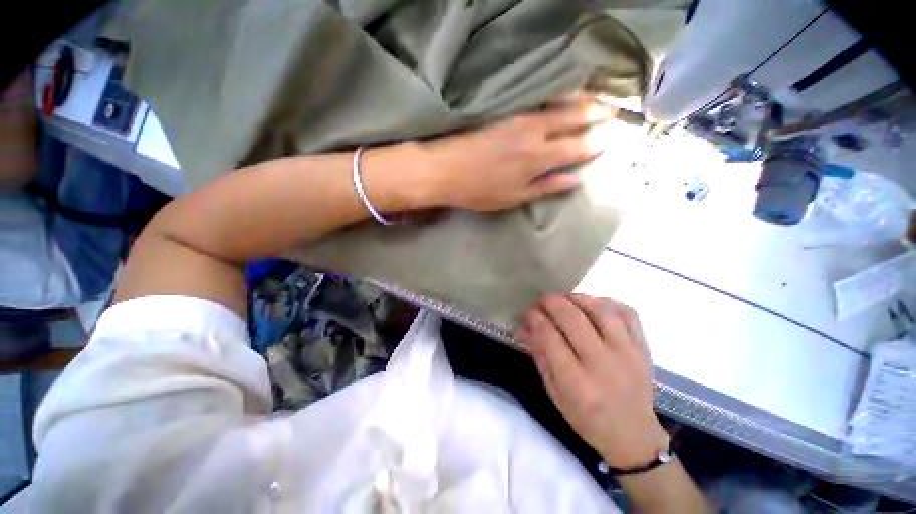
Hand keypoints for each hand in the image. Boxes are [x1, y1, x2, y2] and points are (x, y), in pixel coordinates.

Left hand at [419, 98, 614, 210]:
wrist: (446, 168)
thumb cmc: (479, 190)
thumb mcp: (514, 197)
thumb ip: (545, 187)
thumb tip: (574, 180)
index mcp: (539, 158)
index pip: (577, 147)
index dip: (597, 142)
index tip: (613, 137)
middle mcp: (535, 133)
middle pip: (573, 119)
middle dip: (597, 114)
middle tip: (613, 112)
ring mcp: (520, 119)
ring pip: (559, 105)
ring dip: (581, 102)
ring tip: (597, 101)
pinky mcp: (506, 114)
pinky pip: (540, 103)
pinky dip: (558, 99)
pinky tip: (563, 100)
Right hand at [523, 294, 667, 468]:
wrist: (632, 435)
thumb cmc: (586, 418)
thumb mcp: (554, 393)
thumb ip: (540, 356)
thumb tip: (526, 326)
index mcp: (577, 383)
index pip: (550, 337)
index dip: (536, 318)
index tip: (529, 312)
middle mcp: (603, 365)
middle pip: (573, 319)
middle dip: (552, 302)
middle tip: (542, 300)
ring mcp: (628, 354)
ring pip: (600, 311)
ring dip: (577, 298)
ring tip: (565, 299)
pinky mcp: (643, 349)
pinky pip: (627, 314)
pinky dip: (608, 303)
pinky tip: (594, 305)